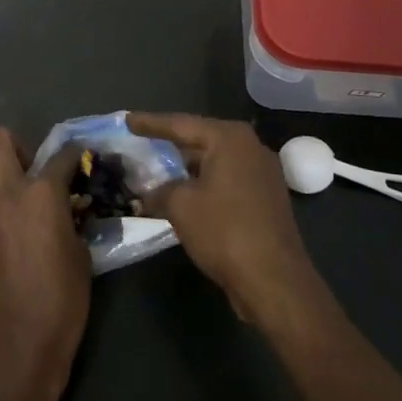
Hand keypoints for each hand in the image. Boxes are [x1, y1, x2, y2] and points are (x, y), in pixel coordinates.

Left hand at [0, 128, 90, 400]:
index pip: (61, 154)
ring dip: (3, 179)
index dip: (76, 154)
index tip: (83, 160)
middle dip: (19, 146)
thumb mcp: (81, 253)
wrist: (17, 344)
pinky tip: (12, 238)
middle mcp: (6, 193)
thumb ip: (72, 219)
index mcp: (41, 193)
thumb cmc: (62, 299)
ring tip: (24, 205)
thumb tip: (69, 209)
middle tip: (36, 171)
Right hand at [127, 112, 323, 324]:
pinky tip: (184, 193)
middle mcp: (251, 147)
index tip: (127, 120)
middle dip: (171, 144)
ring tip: (158, 169)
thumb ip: (159, 190)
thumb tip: (147, 194)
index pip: (181, 124)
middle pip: (201, 140)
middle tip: (141, 142)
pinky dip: (204, 184)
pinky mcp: (266, 199)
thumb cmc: (224, 231)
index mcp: (230, 139)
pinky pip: (227, 180)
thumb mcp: (180, 206)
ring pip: (215, 162)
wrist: (274, 280)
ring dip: (187, 168)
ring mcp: (263, 174)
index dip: (150, 123)